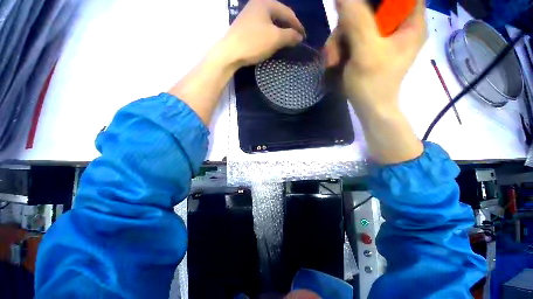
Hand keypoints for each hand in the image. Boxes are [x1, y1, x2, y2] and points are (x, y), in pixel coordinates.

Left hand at [221, 0, 305, 68]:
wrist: (230, 53)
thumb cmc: (253, 42)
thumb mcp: (275, 38)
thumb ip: (290, 36)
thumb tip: (299, 37)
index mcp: (265, 3)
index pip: (287, 12)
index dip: (297, 25)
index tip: (303, 36)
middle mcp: (257, 4)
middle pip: (278, 15)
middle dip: (288, 27)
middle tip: (295, 38)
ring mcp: (249, 15)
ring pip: (270, 22)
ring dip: (279, 31)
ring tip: (285, 40)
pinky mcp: (245, 26)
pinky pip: (263, 28)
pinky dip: (270, 34)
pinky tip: (272, 41)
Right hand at [324, 0, 426, 112]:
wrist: (368, 107)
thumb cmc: (372, 84)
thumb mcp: (366, 51)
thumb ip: (357, 20)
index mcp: (410, 22)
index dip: (377, 0)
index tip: (358, 8)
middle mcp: (397, 25)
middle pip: (372, 6)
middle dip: (349, 22)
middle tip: (337, 42)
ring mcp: (380, 37)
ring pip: (356, 22)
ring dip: (339, 39)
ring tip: (332, 60)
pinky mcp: (367, 47)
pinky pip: (351, 36)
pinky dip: (339, 47)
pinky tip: (334, 61)